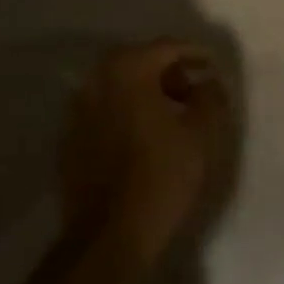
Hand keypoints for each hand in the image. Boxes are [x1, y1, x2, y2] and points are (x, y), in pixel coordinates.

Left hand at [61, 40, 231, 270]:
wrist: (108, 236)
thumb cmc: (161, 176)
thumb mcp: (201, 133)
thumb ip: (210, 97)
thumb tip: (209, 81)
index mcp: (127, 69)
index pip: (166, 47)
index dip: (195, 54)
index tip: (213, 67)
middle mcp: (96, 80)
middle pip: (139, 62)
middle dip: (169, 72)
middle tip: (193, 92)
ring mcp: (77, 110)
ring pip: (119, 87)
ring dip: (146, 93)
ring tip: (172, 117)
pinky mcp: (70, 139)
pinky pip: (105, 112)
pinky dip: (126, 114)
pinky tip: (144, 138)